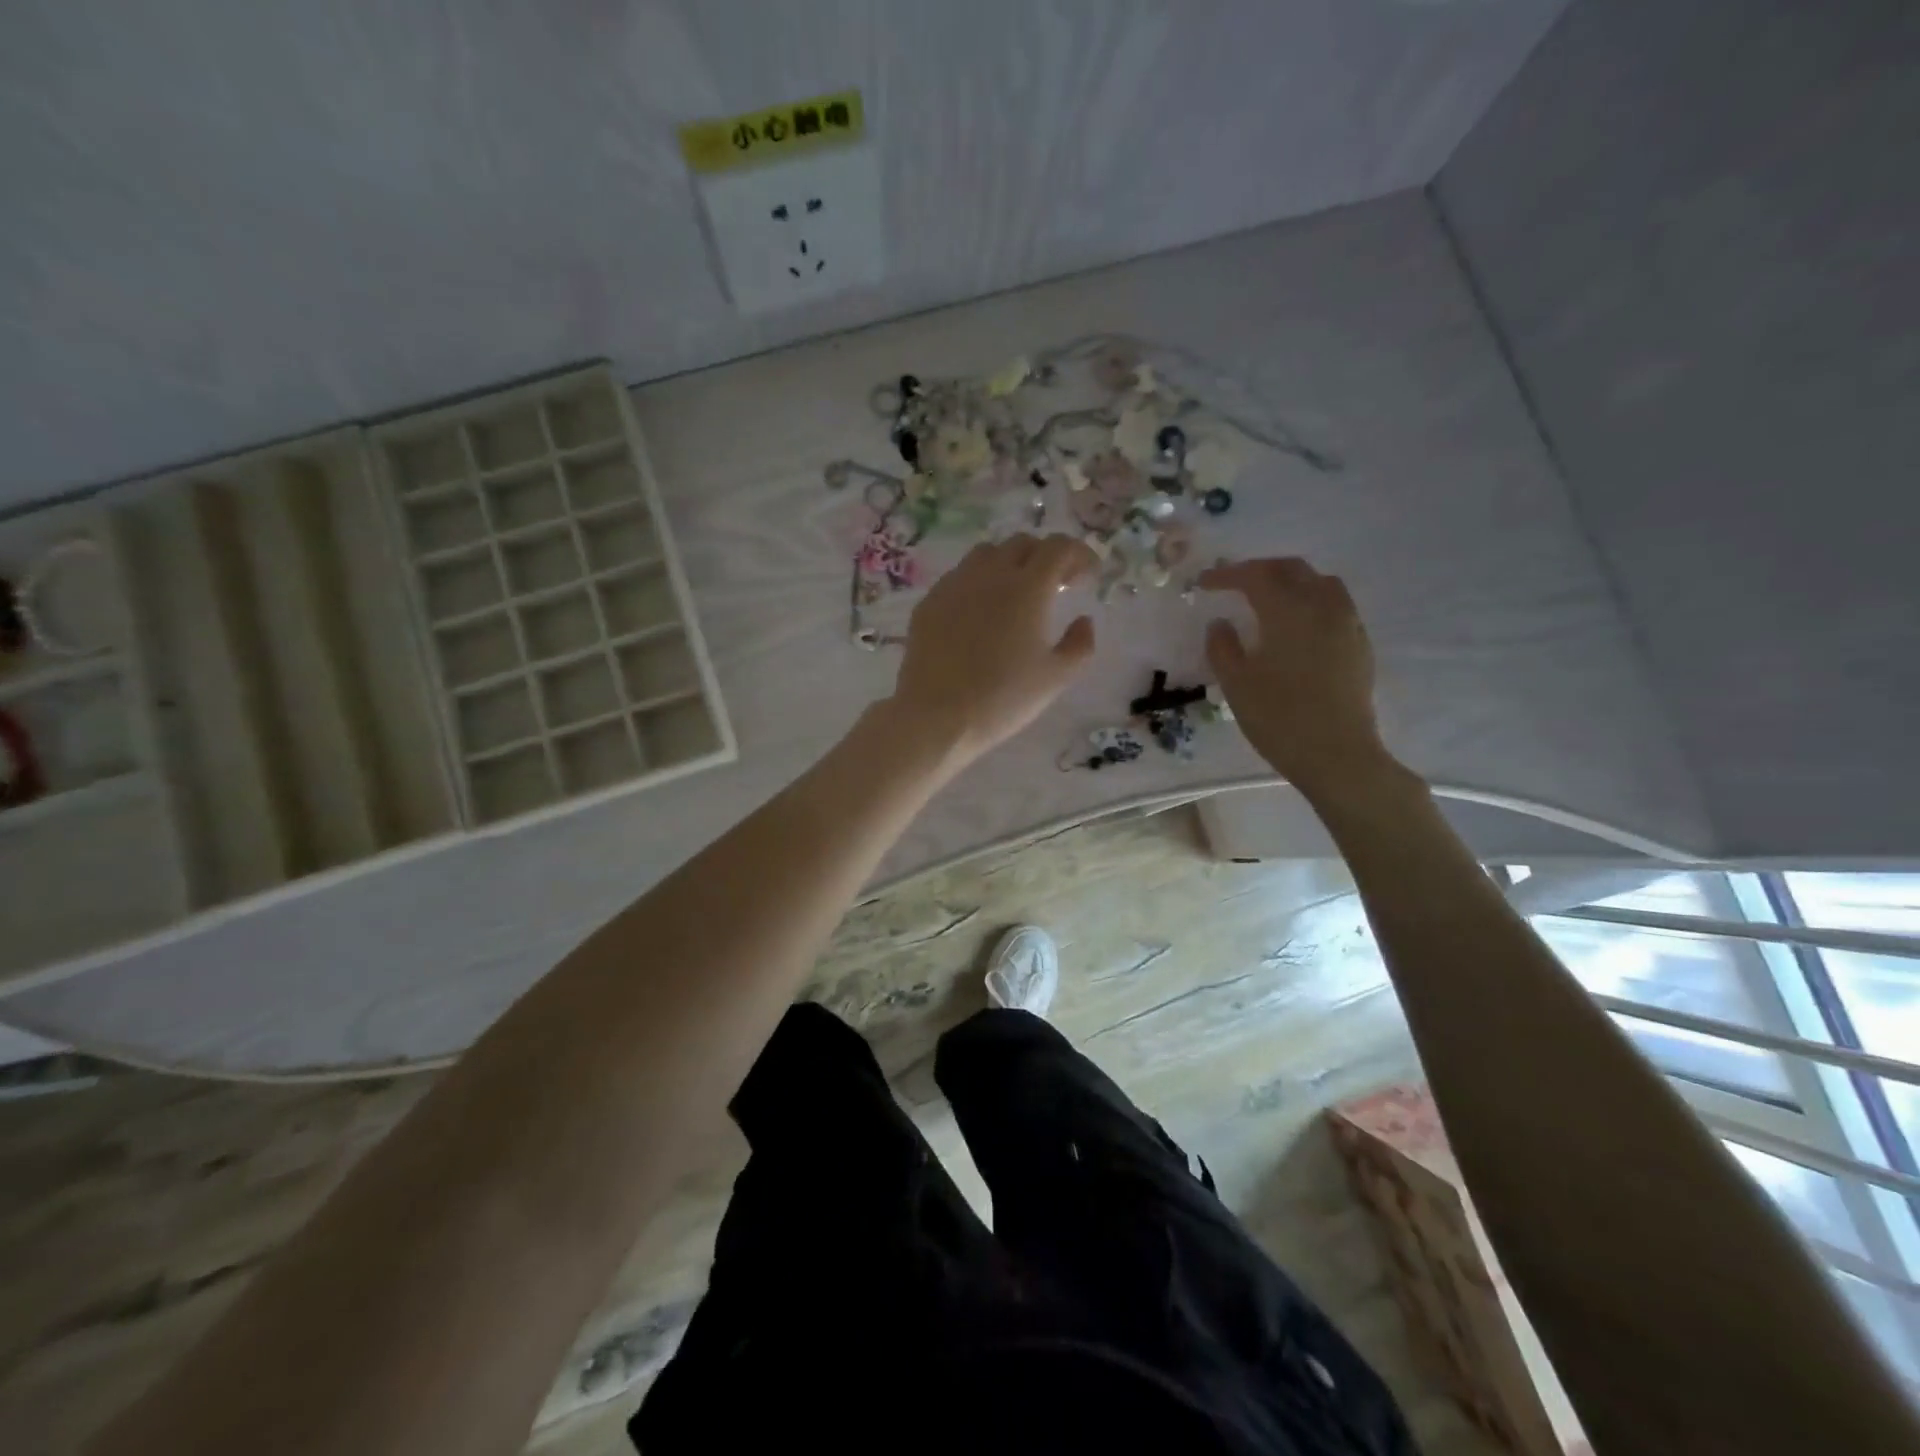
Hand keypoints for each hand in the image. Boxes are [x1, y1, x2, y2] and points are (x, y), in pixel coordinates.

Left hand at [889, 533, 1097, 766]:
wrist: (936, 716)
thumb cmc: (1003, 699)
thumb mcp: (1056, 678)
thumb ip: (1080, 645)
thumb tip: (1083, 620)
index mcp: (1028, 588)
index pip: (1059, 548)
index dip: (1079, 555)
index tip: (1088, 576)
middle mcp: (990, 574)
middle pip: (1023, 544)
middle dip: (1046, 556)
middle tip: (1056, 585)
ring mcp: (955, 584)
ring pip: (987, 554)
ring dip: (1010, 563)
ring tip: (1016, 593)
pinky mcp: (929, 601)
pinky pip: (959, 576)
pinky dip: (979, 582)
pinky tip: (980, 612)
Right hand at [1200, 557, 1407, 799]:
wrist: (1337, 754)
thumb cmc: (1279, 718)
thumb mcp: (1236, 684)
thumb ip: (1222, 647)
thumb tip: (1221, 624)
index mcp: (1288, 611)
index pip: (1255, 576)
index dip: (1227, 575)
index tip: (1204, 582)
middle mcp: (1322, 606)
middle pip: (1292, 569)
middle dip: (1260, 570)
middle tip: (1235, 583)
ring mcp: (1347, 624)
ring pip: (1320, 583)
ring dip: (1291, 581)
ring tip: (1269, 598)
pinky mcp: (1359, 644)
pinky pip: (1336, 605)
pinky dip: (1312, 601)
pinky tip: (1298, 625)